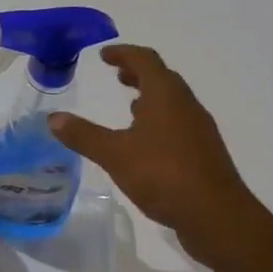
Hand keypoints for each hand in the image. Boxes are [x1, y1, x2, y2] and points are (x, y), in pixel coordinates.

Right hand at [49, 45, 252, 266]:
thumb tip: (53, 118)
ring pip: (172, 102)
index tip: (104, 55)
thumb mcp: (115, 154)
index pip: (145, 60)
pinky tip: (147, 143)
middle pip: (162, 78)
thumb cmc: (165, 175)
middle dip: (138, 73)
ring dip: (150, 97)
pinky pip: (178, 124)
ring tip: (130, 106)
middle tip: (116, 75)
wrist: (219, 218)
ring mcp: (199, 130)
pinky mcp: (204, 154)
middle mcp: (186, 105)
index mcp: (166, 95)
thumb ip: (83, 135)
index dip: (123, 53)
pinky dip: (160, 120)